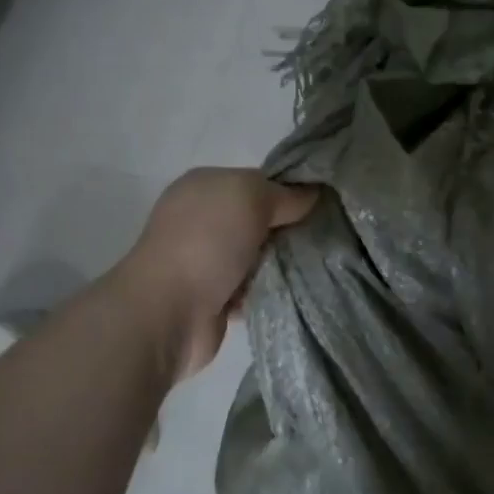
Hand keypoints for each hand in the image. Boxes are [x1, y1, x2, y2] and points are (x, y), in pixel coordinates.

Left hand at [117, 167, 317, 379]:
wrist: (169, 311)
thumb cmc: (207, 242)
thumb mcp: (250, 197)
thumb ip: (284, 194)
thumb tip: (312, 195)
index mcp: (204, 187)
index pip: (258, 182)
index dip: (290, 191)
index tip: (322, 205)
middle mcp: (203, 220)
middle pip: (262, 220)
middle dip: (289, 229)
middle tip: (324, 238)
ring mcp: (208, 261)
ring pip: (261, 255)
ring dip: (283, 262)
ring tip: (315, 266)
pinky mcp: (216, 298)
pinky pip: (256, 288)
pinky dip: (271, 290)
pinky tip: (294, 290)